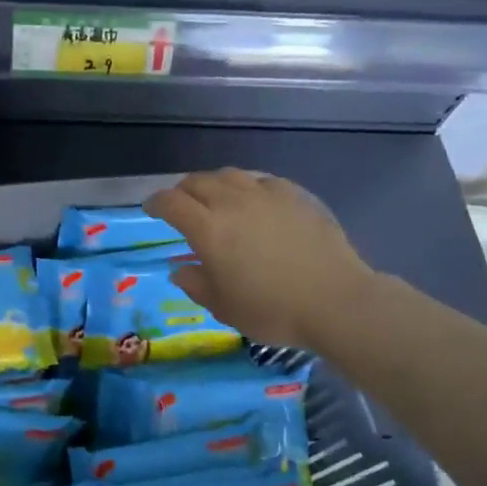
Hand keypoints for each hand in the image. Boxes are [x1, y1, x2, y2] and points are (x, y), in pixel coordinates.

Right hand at [144, 169, 374, 351]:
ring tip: (216, 198)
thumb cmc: (272, 310)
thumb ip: (196, 284)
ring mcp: (266, 195)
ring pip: (230, 175)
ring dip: (214, 183)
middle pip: (197, 182)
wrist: (335, 301)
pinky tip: (254, 200)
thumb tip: (180, 270)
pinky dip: (247, 186)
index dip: (156, 202)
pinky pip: (262, 180)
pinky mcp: (295, 196)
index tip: (151, 209)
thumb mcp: (224, 307)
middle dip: (183, 191)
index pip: (171, 203)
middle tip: (181, 205)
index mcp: (208, 229)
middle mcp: (233, 203)